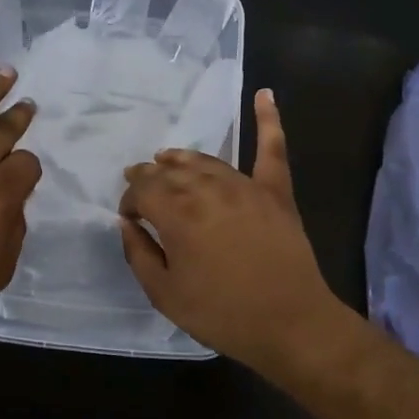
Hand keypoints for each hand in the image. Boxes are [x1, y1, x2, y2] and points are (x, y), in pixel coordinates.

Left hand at [0, 61, 40, 335]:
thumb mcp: (0, 268)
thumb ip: (12, 230)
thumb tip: (11, 204)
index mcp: (1, 192)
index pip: (28, 165)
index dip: (29, 170)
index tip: (24, 178)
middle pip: (3, 131)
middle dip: (19, 116)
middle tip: (29, 104)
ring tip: (7, 72)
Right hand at [118, 90, 343, 372]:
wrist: (291, 324)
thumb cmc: (222, 314)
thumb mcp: (164, 294)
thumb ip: (138, 254)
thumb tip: (126, 224)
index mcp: (176, 213)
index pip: (142, 190)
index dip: (130, 201)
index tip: (131, 219)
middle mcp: (207, 189)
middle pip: (170, 170)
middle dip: (150, 176)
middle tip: (142, 187)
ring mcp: (244, 186)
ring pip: (205, 160)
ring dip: (181, 158)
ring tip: (168, 158)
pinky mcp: (275, 192)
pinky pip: (272, 149)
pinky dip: (269, 120)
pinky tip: (265, 94)